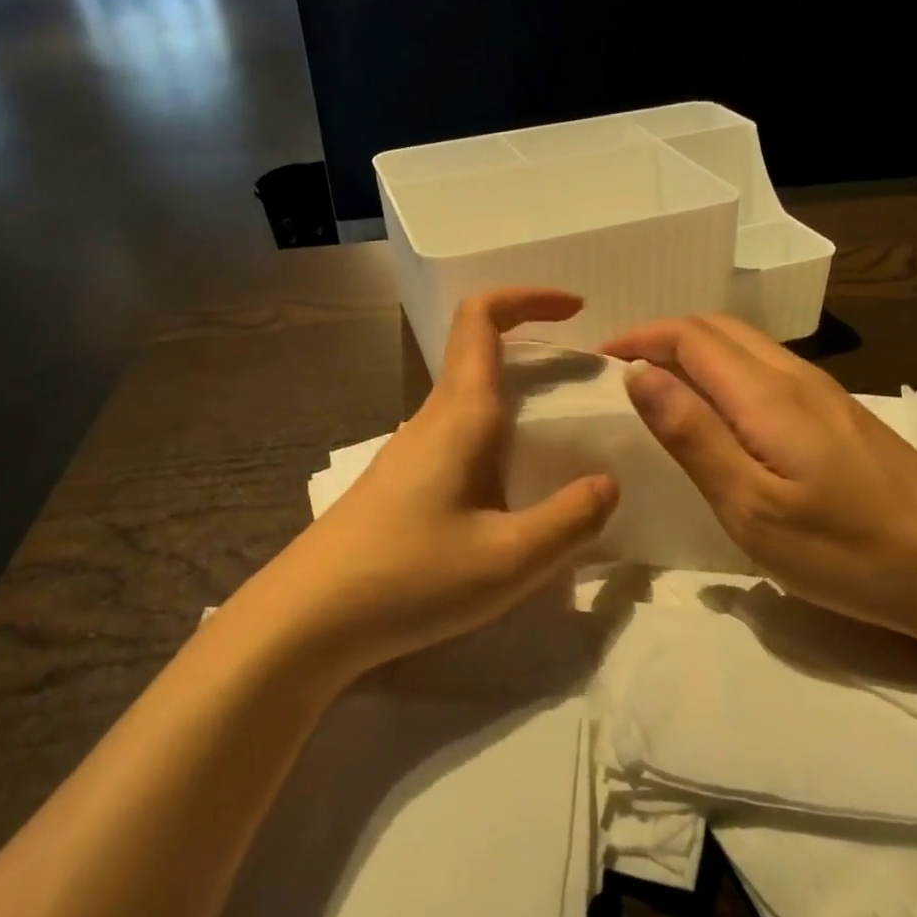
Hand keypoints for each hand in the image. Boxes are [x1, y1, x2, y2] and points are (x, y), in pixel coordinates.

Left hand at [248, 289, 619, 678]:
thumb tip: (607, 483)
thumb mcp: (507, 559)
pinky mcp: (403, 482)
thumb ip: (569, 520)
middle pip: (480, 353)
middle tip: (589, 386)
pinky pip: (460, 438)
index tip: (577, 310)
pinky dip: (499, 438)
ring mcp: (412, 450)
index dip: (527, 297)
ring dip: (519, 399)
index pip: (482, 319)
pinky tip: (516, 493)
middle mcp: (433, 418)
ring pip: (471, 399)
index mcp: (459, 414)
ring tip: (566, 442)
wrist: (308, 618)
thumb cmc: (409, 577)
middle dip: (537, 352)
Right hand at [602, 314, 916, 638]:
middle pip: (717, 328)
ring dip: (693, 351)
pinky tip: (719, 412)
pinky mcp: (840, 415)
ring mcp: (824, 394)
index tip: (598, 360)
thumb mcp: (753, 507)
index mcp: (767, 394)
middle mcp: (795, 377)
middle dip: (662, 336)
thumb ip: (694, 436)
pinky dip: (724, 371)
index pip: (689, 336)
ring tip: (658, 388)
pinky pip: (766, 369)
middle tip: (621, 371)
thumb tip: (639, 375)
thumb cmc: (849, 550)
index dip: (639, 338)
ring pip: (745, 346)